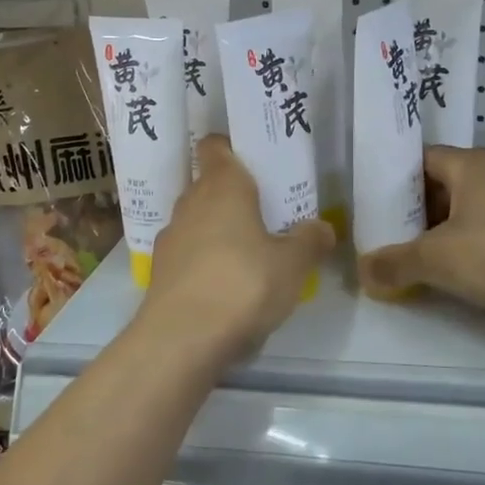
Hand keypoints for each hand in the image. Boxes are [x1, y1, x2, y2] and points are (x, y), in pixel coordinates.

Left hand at [135, 135, 335, 373]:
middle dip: (234, 194)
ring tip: (248, 251)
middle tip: (266, 211)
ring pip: (197, 220)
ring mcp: (171, 237)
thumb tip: (323, 227)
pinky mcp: (160, 271)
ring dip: (218, 229)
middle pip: (209, 184)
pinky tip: (226, 284)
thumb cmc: (243, 285)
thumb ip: (310, 241)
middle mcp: (190, 202)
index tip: (255, 161)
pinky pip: (188, 252)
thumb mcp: (292, 265)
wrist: (181, 339)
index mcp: (222, 186)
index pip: (215, 145)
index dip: (231, 147)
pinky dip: (204, 260)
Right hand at [357, 146, 484, 326]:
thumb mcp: (434, 259)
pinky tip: (449, 276)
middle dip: (413, 213)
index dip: (393, 180)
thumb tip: (363, 271)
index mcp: (470, 164)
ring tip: (409, 259)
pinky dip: (465, 252)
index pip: (421, 159)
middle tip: (383, 236)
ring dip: (439, 235)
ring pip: (465, 214)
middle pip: (442, 187)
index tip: (371, 204)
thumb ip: (394, 263)